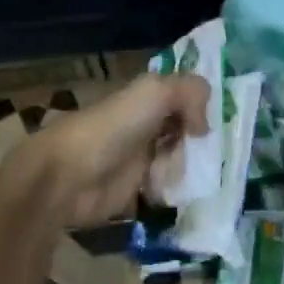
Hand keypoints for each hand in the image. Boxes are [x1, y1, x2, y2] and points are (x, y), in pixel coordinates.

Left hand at [9, 73, 210, 225]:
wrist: (69, 176)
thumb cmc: (113, 127)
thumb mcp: (156, 92)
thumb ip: (191, 93)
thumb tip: (203, 126)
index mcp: (145, 97)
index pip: (183, 96)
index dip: (200, 106)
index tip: (214, 122)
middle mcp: (145, 124)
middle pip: (184, 129)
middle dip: (197, 141)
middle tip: (202, 151)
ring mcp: (139, 157)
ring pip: (178, 159)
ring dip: (186, 167)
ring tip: (185, 174)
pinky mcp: (134, 189)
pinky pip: (165, 187)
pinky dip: (173, 190)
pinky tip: (172, 191)